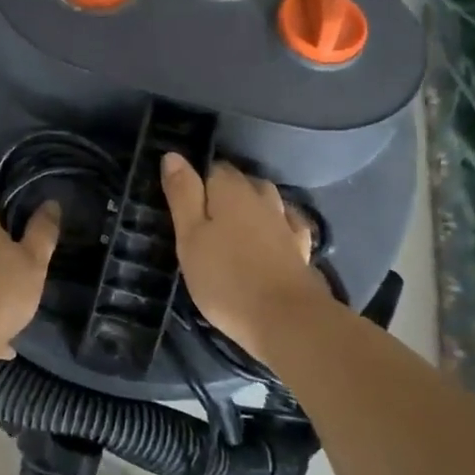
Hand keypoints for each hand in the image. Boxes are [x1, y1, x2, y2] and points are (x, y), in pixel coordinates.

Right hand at [161, 154, 330, 362]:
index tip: (182, 201)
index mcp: (230, 190)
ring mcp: (285, 221)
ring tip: (234, 223)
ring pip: (265, 199)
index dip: (196, 180)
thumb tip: (173, 154)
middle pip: (240, 182)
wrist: (286, 320)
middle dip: (223, 191)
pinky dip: (277, 224)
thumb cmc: (226, 278)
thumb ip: (182, 194)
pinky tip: (273, 233)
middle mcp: (261, 196)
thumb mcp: (189, 237)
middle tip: (202, 217)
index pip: (211, 168)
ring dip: (251, 205)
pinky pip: (287, 223)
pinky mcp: (301, 247)